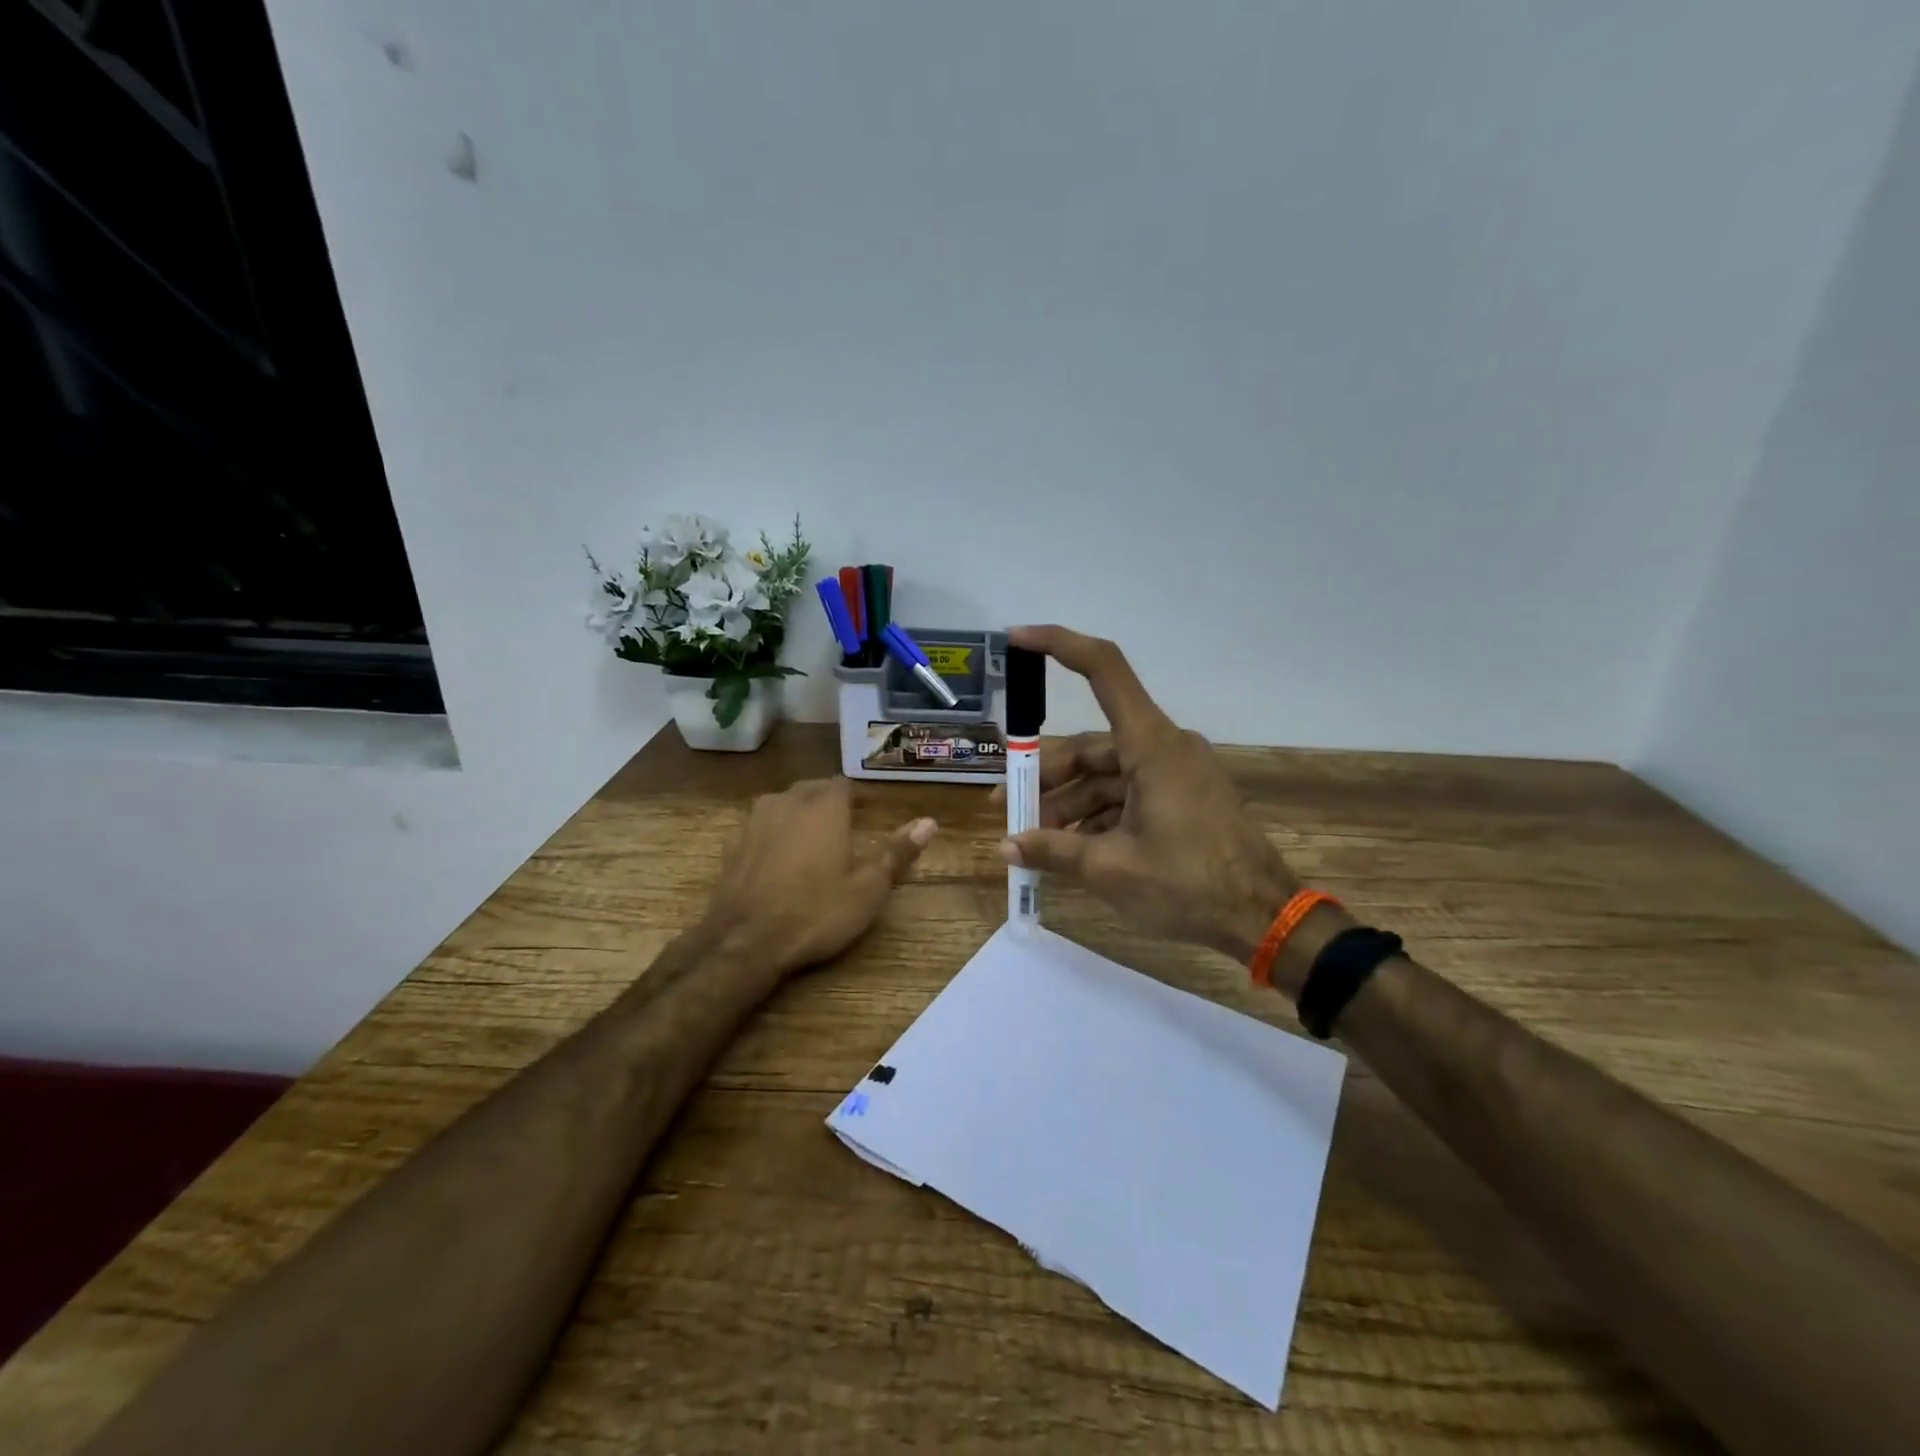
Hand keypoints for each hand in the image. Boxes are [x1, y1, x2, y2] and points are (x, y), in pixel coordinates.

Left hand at [704, 777, 936, 978]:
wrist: (744, 942)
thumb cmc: (816, 912)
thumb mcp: (868, 888)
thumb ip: (897, 851)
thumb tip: (929, 822)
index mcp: (824, 806)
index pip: (843, 784)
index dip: (855, 799)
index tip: (865, 818)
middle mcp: (787, 801)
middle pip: (811, 790)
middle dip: (827, 805)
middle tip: (842, 834)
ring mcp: (754, 821)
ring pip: (782, 805)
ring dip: (797, 817)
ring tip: (811, 846)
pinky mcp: (732, 845)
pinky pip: (760, 829)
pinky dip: (772, 837)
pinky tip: (777, 864)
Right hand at [992, 626, 1301, 964]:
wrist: (1263, 918)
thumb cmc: (1188, 885)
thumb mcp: (1110, 869)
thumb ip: (1053, 850)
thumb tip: (1006, 847)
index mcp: (1150, 745)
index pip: (1103, 669)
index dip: (1058, 645)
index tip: (1017, 639)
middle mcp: (1163, 747)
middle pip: (1091, 744)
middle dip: (1045, 776)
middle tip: (1006, 806)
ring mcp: (1175, 772)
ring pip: (1106, 774)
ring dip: (1068, 803)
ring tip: (1034, 840)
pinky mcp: (1182, 797)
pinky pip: (1127, 793)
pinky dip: (1097, 815)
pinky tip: (1071, 848)